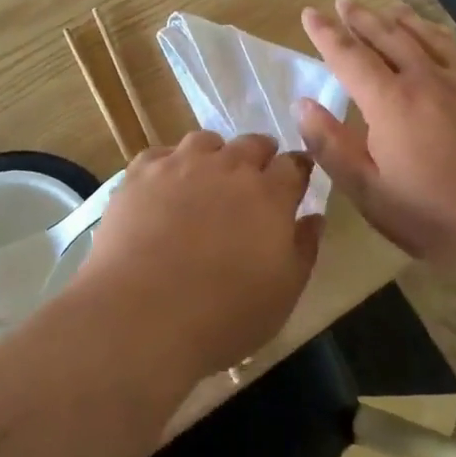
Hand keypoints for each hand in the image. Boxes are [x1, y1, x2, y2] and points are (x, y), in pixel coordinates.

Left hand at [73, 132, 321, 379]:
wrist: (142, 314)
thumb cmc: (223, 315)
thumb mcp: (283, 293)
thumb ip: (304, 249)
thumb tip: (314, 217)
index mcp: (269, 195)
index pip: (294, 165)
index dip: (297, 170)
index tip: (295, 181)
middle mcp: (228, 167)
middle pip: (252, 143)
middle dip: (259, 156)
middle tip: (254, 180)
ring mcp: (181, 165)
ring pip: (205, 141)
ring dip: (215, 154)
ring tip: (208, 178)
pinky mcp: (141, 173)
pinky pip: (161, 153)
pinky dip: (170, 164)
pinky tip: (165, 186)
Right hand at [297, 0, 455, 277]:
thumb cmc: (435, 218)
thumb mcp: (370, 193)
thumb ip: (332, 146)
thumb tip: (302, 104)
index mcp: (391, 103)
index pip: (349, 56)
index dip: (326, 34)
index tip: (309, 13)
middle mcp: (425, 79)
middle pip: (387, 36)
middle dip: (360, 18)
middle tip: (342, 1)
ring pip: (424, 36)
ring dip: (398, 18)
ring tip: (383, 8)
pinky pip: (454, 47)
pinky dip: (434, 31)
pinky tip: (433, 33)